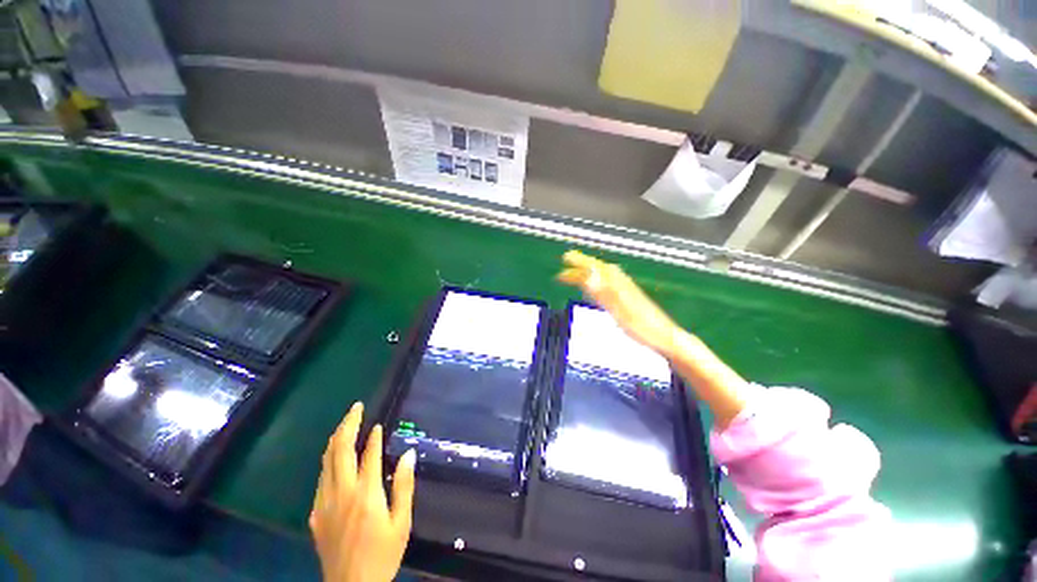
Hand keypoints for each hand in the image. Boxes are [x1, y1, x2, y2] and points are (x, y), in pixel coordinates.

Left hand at [310, 403, 415, 581]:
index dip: (373, 437)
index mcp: (366, 493)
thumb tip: (408, 453)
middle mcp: (341, 493)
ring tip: (346, 424)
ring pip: (326, 462)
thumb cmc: (383, 554)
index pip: (368, 455)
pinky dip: (329, 461)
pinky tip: (335, 459)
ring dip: (335, 439)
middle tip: (356, 408)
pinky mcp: (315, 514)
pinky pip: (321, 479)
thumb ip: (404, 485)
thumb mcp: (401, 522)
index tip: (377, 423)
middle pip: (339, 450)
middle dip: (348, 425)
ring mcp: (324, 503)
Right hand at [557, 250, 679, 356]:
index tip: (564, 263)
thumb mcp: (620, 311)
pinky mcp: (628, 298)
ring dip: (589, 270)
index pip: (594, 269)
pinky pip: (608, 283)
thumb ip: (604, 292)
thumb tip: (587, 275)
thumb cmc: (643, 327)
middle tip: (567, 259)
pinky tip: (597, 286)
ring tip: (577, 270)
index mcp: (617, 284)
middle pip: (598, 268)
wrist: (665, 337)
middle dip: (582, 263)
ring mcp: (625, 290)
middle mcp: (621, 282)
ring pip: (604, 274)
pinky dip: (598, 280)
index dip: (578, 265)